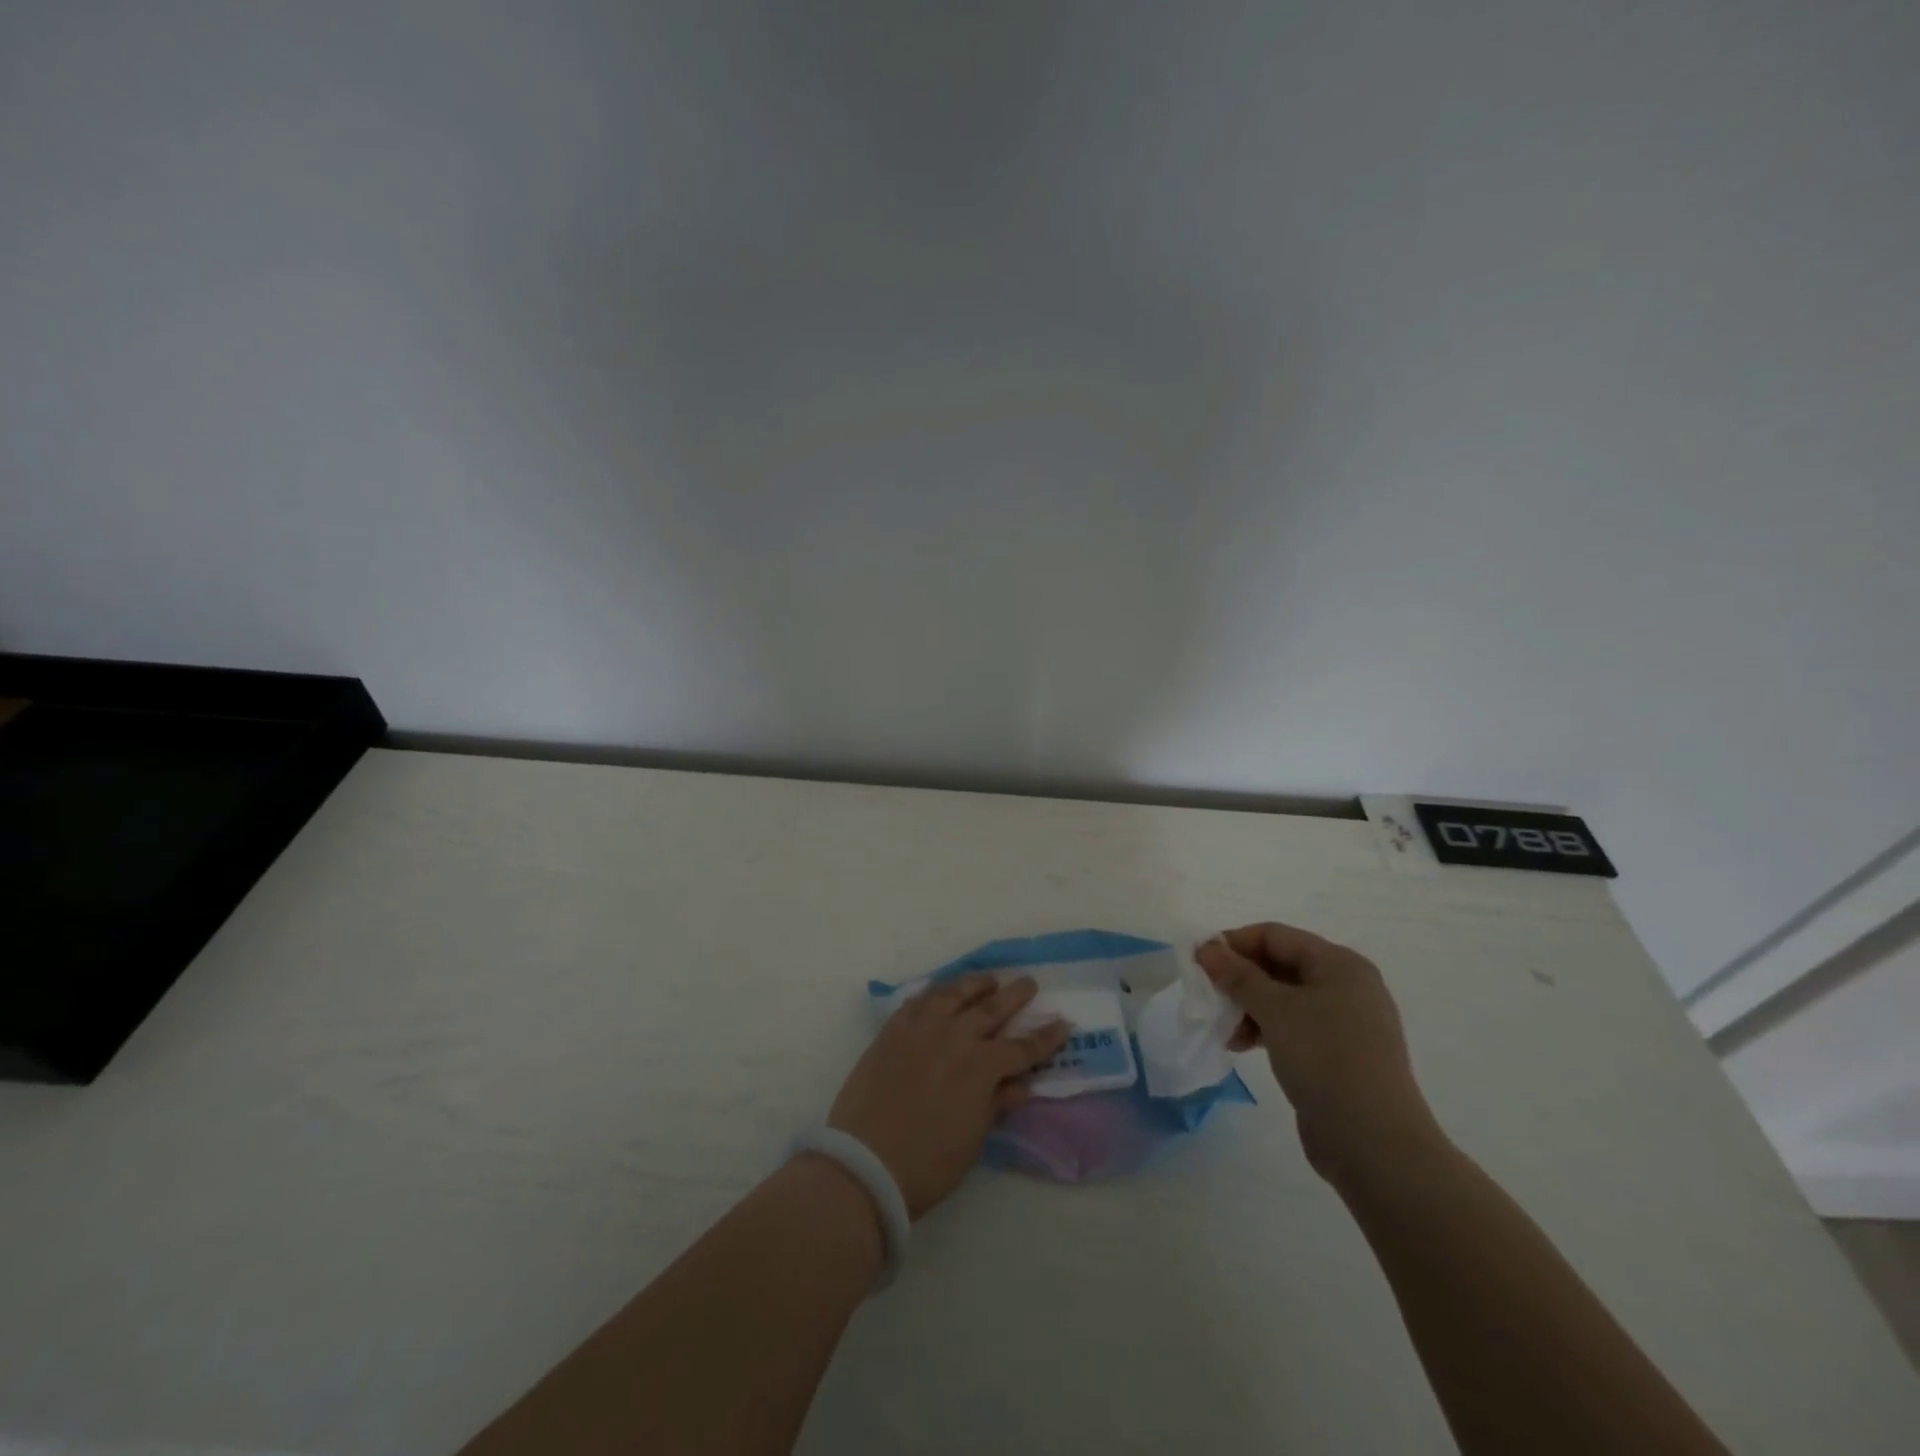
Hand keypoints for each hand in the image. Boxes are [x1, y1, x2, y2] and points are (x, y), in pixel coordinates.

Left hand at [828, 974, 1068, 1219]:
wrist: (865, 1163)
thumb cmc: (927, 1163)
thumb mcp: (973, 1140)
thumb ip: (997, 1104)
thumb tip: (1022, 1084)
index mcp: (981, 1067)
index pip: (1022, 1048)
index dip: (1045, 1037)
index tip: (1063, 1023)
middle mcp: (955, 1037)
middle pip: (991, 1008)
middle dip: (1015, 995)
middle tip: (1029, 982)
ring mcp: (921, 1029)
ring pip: (954, 994)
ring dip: (975, 984)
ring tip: (988, 979)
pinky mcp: (893, 1030)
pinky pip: (918, 1001)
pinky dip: (935, 993)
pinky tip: (941, 992)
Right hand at [1198, 922, 1442, 1185]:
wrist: (1375, 1144)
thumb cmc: (1326, 1059)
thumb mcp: (1275, 1010)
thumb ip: (1238, 975)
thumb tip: (1206, 948)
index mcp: (1339, 964)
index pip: (1275, 936)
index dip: (1234, 943)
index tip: (1198, 962)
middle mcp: (1345, 986)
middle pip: (1279, 965)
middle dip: (1239, 978)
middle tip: (1207, 995)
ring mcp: (1344, 1023)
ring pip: (1282, 999)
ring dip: (1247, 1007)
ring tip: (1224, 1029)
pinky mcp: (1337, 1055)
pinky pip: (1292, 1027)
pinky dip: (1264, 1030)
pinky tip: (1241, 1046)